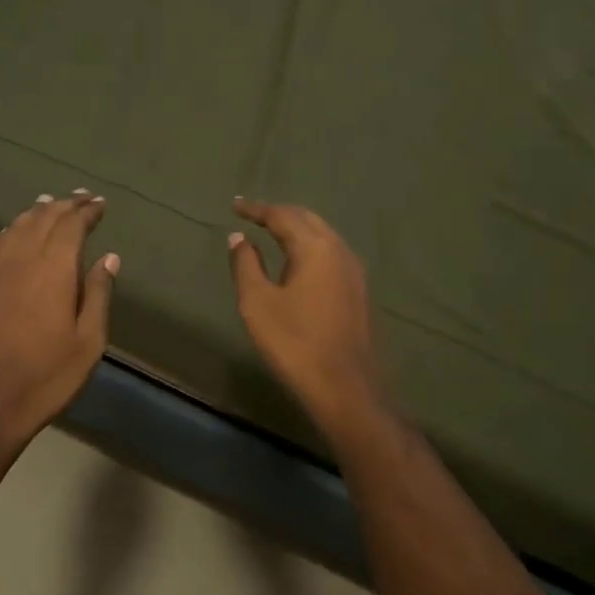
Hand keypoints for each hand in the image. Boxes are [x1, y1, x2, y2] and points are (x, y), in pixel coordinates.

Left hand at [0, 191, 118, 453]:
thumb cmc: (46, 377)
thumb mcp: (88, 342)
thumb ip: (98, 294)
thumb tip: (109, 258)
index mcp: (53, 268)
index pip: (72, 225)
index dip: (87, 211)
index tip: (99, 204)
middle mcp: (19, 258)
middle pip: (42, 218)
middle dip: (64, 205)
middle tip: (80, 198)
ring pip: (14, 228)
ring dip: (35, 213)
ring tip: (48, 205)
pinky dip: (5, 234)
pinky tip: (9, 235)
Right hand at [227, 198, 383, 432]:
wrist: (347, 389)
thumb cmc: (295, 344)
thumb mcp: (258, 304)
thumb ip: (246, 265)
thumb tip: (238, 238)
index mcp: (315, 248)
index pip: (282, 216)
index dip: (256, 209)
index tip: (235, 205)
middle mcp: (340, 251)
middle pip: (308, 220)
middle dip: (280, 214)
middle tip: (254, 216)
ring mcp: (355, 272)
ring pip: (324, 236)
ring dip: (298, 230)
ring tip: (273, 234)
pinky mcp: (360, 293)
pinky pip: (331, 255)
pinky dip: (310, 248)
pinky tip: (298, 264)